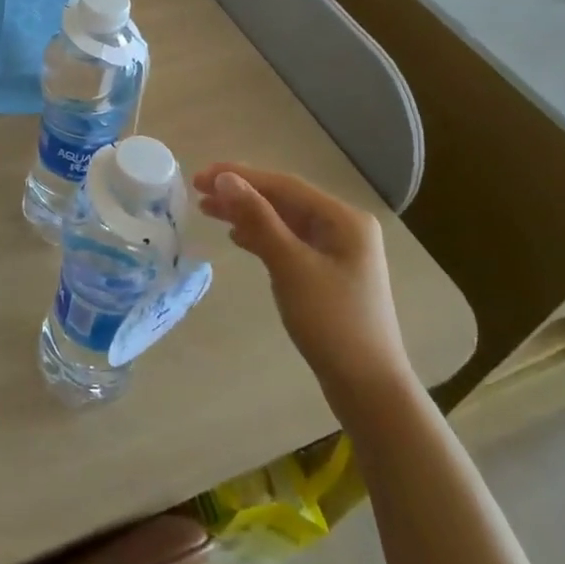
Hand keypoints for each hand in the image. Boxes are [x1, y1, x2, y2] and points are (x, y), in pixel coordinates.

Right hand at [193, 163, 408, 388]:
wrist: (367, 387)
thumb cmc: (331, 321)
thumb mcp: (290, 266)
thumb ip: (258, 219)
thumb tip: (225, 179)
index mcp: (344, 218)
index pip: (284, 185)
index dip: (239, 176)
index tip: (199, 176)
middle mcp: (344, 227)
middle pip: (283, 199)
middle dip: (241, 193)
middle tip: (197, 191)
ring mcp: (337, 251)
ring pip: (283, 221)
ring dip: (247, 214)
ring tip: (208, 211)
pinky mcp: (327, 273)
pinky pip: (288, 242)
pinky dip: (261, 237)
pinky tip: (238, 238)